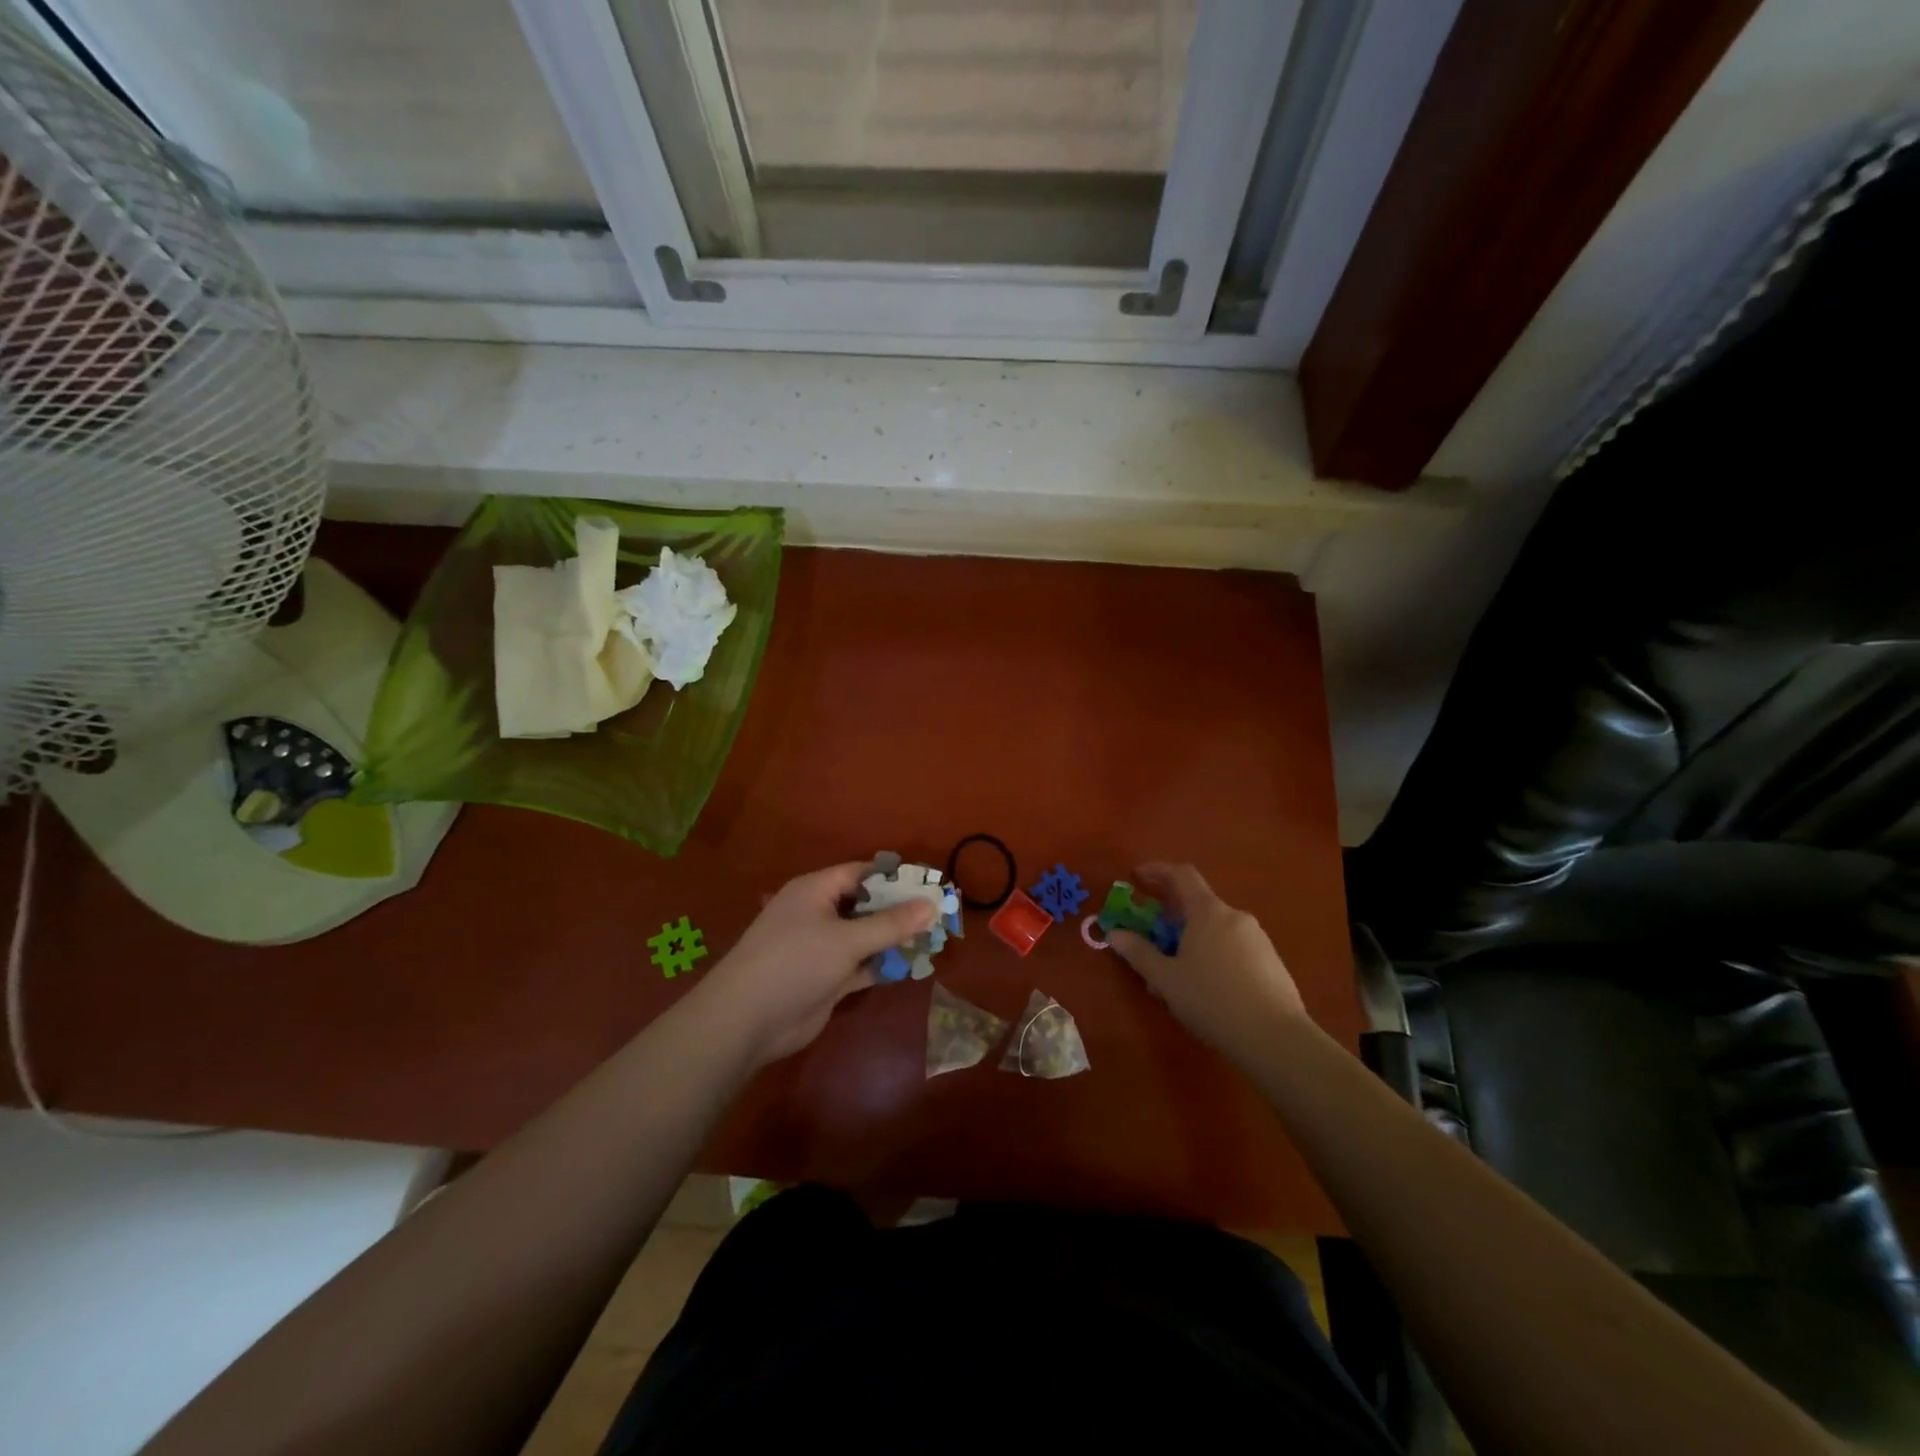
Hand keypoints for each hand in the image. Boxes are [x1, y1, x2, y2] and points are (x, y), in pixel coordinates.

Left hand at [687, 863, 935, 1067]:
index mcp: (816, 890)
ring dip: (894, 939)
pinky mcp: (826, 978)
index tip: (929, 883)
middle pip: (866, 904)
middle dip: (900, 910)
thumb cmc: (795, 963)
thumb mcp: (846, 939)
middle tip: (939, 913)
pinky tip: (912, 966)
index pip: (861, 873)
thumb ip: (891, 923)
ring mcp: (821, 948)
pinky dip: (882, 964)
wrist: (747, 1022)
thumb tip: (931, 904)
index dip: (895, 877)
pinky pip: (861, 964)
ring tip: (934, 939)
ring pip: (865, 936)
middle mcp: (818, 913)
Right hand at [1109, 862, 1307, 1065]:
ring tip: (1176, 971)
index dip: (1157, 870)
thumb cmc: (1212, 1000)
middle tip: (1151, 936)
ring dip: (1192, 939)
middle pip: (1198, 903)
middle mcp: (1235, 916)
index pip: (1181, 874)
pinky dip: (1213, 953)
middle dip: (1171, 916)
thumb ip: (1138, 953)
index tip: (1137, 876)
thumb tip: (1114, 933)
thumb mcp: (1166, 979)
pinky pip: (1233, 946)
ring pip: (1216, 928)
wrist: (1275, 1037)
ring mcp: (1257, 938)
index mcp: (1208, 912)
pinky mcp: (1271, 961)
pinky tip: (1206, 986)